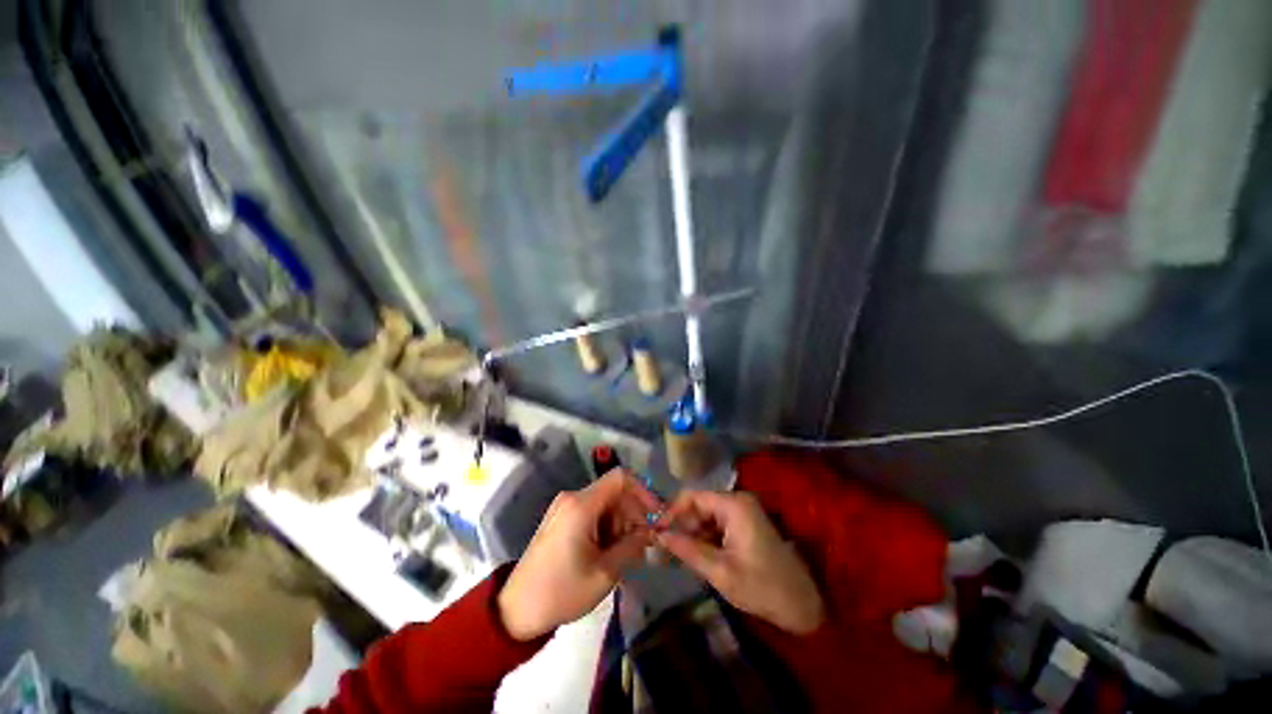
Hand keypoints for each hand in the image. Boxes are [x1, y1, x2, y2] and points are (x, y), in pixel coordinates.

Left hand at [498, 469, 659, 640]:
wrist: (516, 610)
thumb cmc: (561, 592)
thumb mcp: (605, 573)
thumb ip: (633, 546)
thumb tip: (650, 531)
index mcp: (581, 505)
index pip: (621, 478)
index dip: (643, 491)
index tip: (655, 516)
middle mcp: (573, 497)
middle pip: (614, 492)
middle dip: (633, 514)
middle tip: (643, 544)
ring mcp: (565, 507)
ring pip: (605, 503)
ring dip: (620, 523)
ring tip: (625, 554)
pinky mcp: (561, 518)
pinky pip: (592, 512)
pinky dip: (606, 527)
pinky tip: (609, 552)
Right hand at [657, 490, 825, 634]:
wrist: (802, 604)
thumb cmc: (761, 587)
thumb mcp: (720, 571)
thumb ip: (687, 549)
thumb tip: (659, 535)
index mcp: (733, 505)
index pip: (693, 497)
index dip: (672, 511)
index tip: (657, 531)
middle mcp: (738, 501)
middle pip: (699, 505)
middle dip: (682, 524)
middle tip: (664, 547)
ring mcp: (743, 512)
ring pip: (707, 515)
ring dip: (692, 533)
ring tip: (678, 554)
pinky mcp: (746, 524)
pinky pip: (717, 524)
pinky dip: (705, 537)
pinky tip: (697, 555)